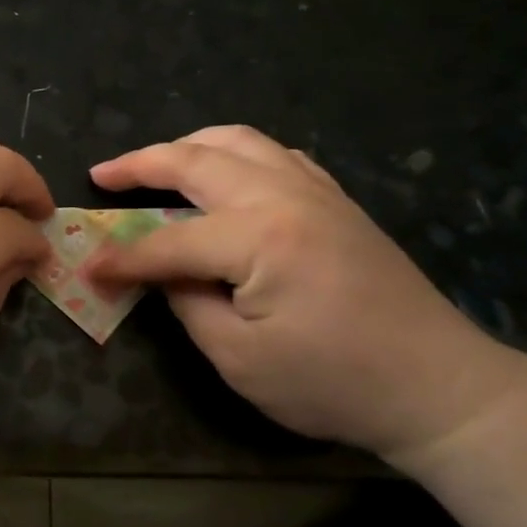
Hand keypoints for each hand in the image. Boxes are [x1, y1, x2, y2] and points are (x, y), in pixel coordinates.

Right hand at [85, 126, 524, 462]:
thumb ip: (189, 304)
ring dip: (189, 145)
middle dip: (141, 163)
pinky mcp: (336, 200)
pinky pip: (277, 154)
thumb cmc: (334, 383)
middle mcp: (284, 195)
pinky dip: (237, 152)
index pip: (169, 240)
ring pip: (239, 140)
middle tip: (103, 172)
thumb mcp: (241, 360)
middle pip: (197, 160)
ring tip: (156, 163)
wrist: (438, 386)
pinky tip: (226, 172)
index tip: (88, 268)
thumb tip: (163, 271)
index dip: (124, 257)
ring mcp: (315, 190)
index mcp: (258, 236)